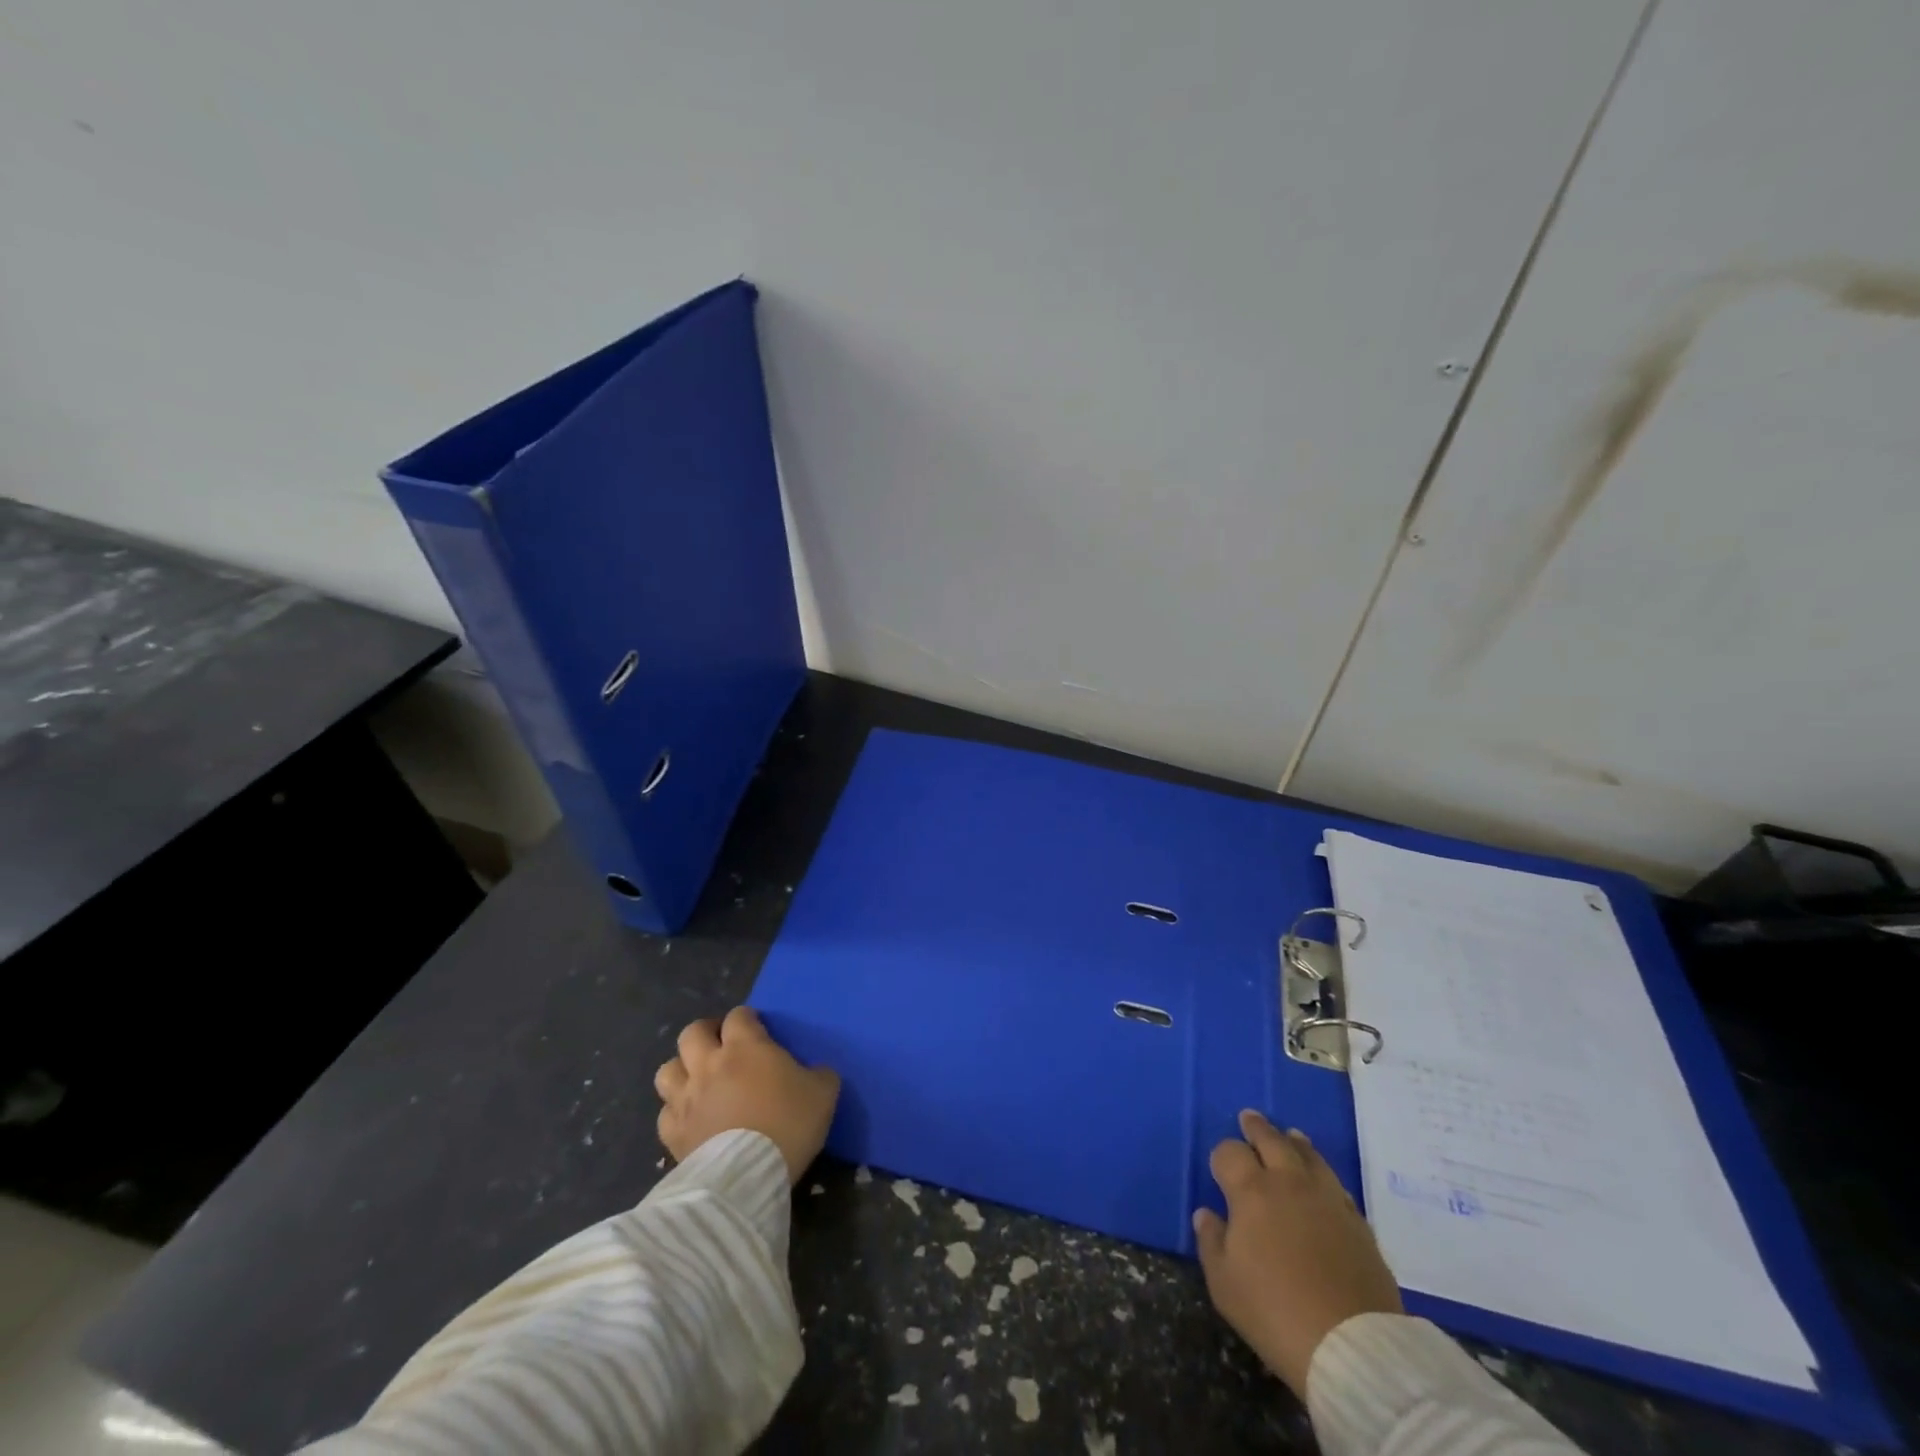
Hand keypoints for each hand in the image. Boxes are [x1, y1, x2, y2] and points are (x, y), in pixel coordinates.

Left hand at [654, 1007, 840, 1184]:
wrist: (748, 1176)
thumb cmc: (788, 1124)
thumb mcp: (823, 1093)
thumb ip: (819, 1074)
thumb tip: (816, 1073)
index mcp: (745, 1047)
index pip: (738, 1016)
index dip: (747, 1019)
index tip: (757, 1029)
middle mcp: (709, 1064)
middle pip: (692, 1032)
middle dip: (706, 1033)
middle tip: (722, 1046)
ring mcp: (685, 1099)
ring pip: (668, 1069)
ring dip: (682, 1069)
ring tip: (698, 1079)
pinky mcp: (672, 1133)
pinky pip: (665, 1113)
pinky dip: (675, 1112)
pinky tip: (691, 1119)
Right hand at [1193, 1110, 1402, 1398]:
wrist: (1352, 1346)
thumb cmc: (1275, 1312)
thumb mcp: (1225, 1284)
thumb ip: (1211, 1242)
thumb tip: (1207, 1214)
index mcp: (1251, 1191)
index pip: (1230, 1153)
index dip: (1222, 1156)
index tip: (1220, 1166)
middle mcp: (1289, 1183)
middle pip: (1271, 1141)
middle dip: (1257, 1128)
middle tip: (1250, 1118)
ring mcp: (1328, 1199)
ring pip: (1309, 1155)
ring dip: (1294, 1143)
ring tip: (1290, 1135)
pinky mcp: (1358, 1222)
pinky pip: (1335, 1184)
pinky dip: (1322, 1173)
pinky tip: (1320, 1179)